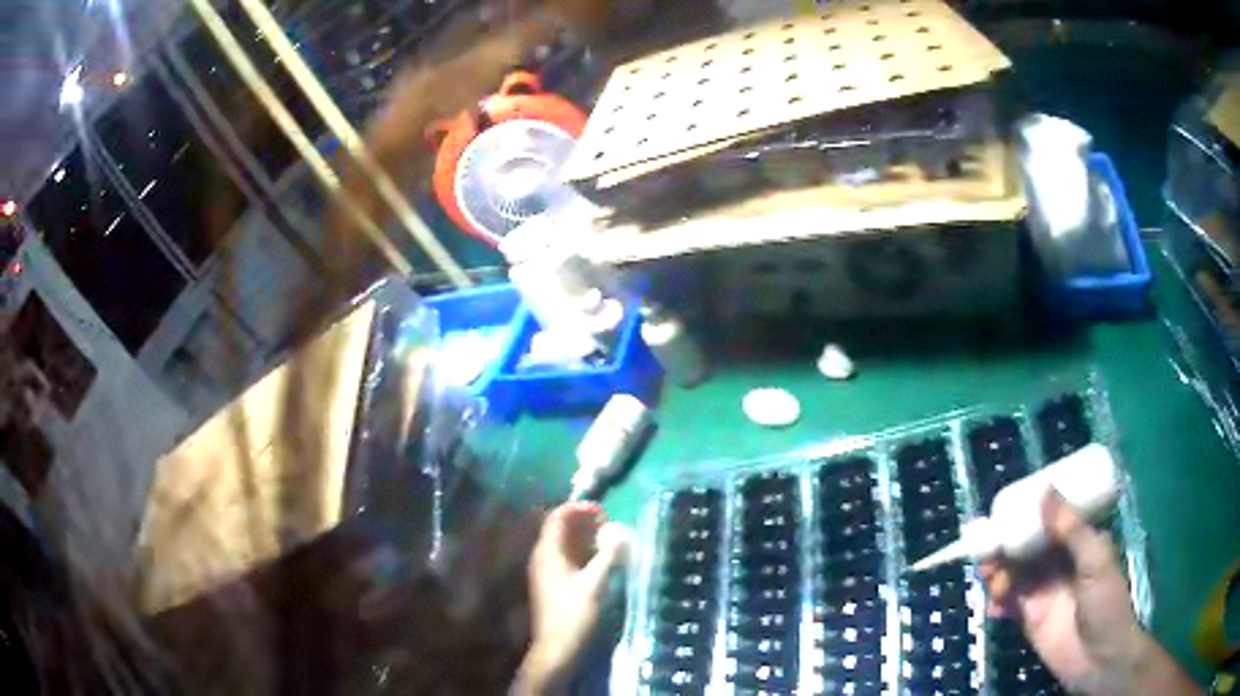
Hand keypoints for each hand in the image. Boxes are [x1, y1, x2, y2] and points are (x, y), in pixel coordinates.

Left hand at [516, 502, 627, 694]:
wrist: (557, 648)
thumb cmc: (574, 615)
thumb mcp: (595, 584)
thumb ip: (608, 556)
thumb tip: (622, 531)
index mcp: (548, 553)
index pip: (557, 517)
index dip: (579, 508)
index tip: (604, 511)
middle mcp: (543, 558)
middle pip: (559, 529)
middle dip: (584, 521)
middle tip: (610, 523)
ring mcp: (546, 572)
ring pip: (564, 544)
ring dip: (584, 537)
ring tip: (610, 538)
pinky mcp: (553, 584)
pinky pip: (566, 558)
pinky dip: (582, 552)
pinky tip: (601, 559)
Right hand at [981, 490, 1198, 695]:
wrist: (1098, 659)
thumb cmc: (1106, 602)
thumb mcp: (1095, 560)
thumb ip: (1071, 529)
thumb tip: (1045, 490)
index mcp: (1077, 542)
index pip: (1050, 519)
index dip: (1027, 512)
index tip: (1006, 509)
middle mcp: (1058, 562)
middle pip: (1026, 546)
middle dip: (1004, 545)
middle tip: (987, 549)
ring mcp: (1043, 591)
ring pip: (1013, 573)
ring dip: (998, 573)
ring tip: (990, 578)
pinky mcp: (1029, 618)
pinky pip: (1008, 603)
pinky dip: (997, 602)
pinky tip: (994, 606)